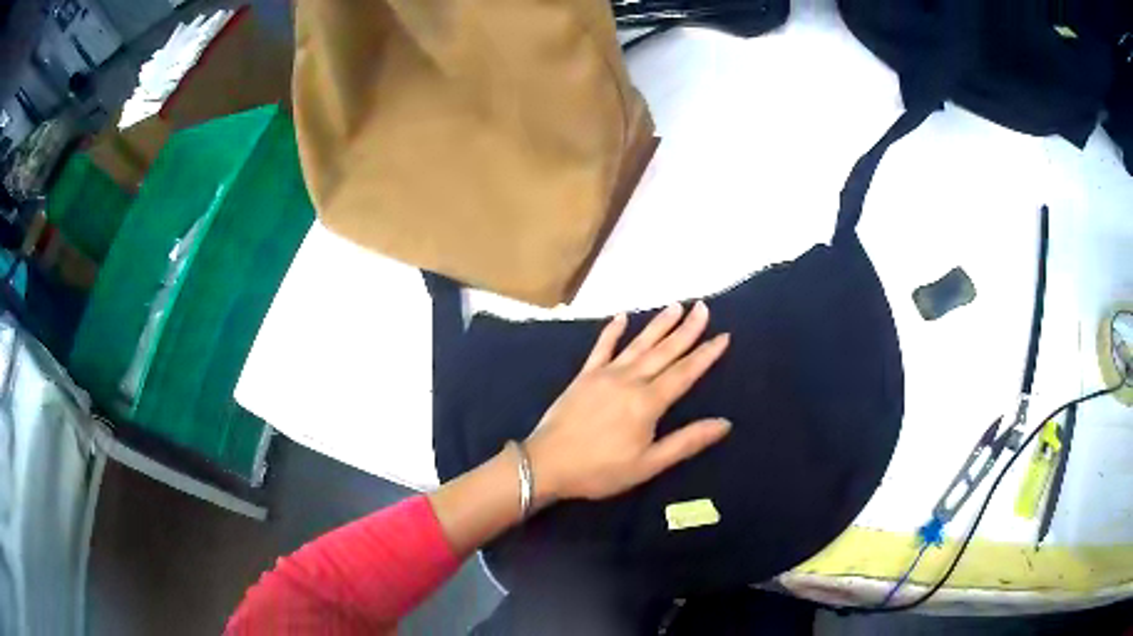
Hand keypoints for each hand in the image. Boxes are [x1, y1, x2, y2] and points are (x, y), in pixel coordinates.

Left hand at [525, 301, 730, 503]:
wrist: (546, 464)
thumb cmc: (600, 470)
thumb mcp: (648, 465)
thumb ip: (686, 442)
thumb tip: (725, 423)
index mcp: (647, 403)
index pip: (684, 373)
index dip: (706, 355)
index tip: (723, 335)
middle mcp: (629, 380)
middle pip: (665, 351)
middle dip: (687, 329)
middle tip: (703, 307)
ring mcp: (604, 375)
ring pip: (638, 344)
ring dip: (658, 324)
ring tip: (676, 305)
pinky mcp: (584, 376)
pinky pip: (601, 348)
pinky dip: (612, 331)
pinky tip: (622, 317)